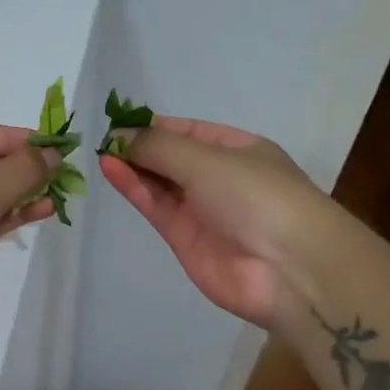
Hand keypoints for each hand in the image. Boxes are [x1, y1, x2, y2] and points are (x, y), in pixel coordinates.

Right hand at [99, 116, 328, 328]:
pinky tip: (111, 170)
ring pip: (160, 183)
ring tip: (101, 152)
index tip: (118, 122)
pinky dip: (134, 189)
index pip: (189, 131)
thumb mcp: (207, 160)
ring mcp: (202, 210)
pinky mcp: (185, 239)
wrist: (288, 268)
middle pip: (171, 157)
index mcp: (238, 150)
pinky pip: (156, 207)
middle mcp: (219, 177)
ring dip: (133, 167)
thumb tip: (120, 137)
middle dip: (140, 147)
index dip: (154, 126)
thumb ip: (159, 147)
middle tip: (103, 139)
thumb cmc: (256, 196)